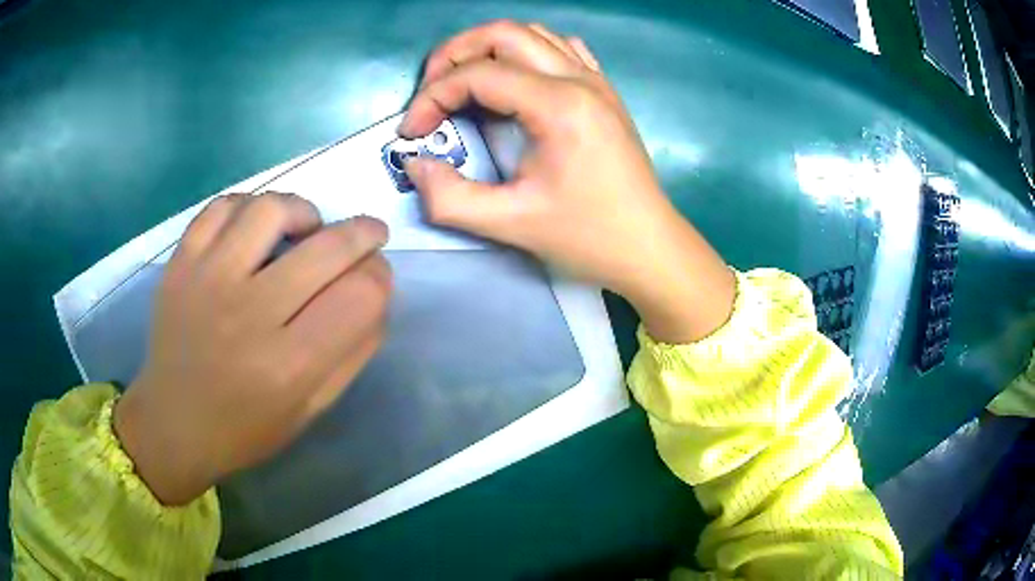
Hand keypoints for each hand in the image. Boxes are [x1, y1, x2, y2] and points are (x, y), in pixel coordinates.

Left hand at [114, 193, 391, 504]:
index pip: (361, 294)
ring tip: (304, 229)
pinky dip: (250, 207)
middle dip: (364, 234)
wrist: (173, 423)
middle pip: (328, 246)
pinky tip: (255, 229)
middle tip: (367, 236)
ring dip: (304, 211)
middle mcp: (248, 314)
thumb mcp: (311, 409)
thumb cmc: (245, 428)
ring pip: (272, 208)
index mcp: (288, 366)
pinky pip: (223, 206)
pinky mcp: (180, 263)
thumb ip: (352, 352)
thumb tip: (377, 291)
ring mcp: (208, 280)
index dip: (381, 276)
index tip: (376, 276)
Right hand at [400, 21, 734, 342]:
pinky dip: (526, 52)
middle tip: (430, 91)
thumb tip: (415, 164)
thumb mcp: (511, 225)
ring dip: (488, 49)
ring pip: (532, 34)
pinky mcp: (604, 91)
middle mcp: (579, 79)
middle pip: (504, 33)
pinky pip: (561, 48)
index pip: (478, 74)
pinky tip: (516, 80)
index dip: (432, 98)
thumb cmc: (588, 237)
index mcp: (559, 105)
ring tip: (464, 83)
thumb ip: (450, 197)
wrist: (649, 247)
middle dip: (454, 54)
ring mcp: (596, 80)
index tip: (412, 134)